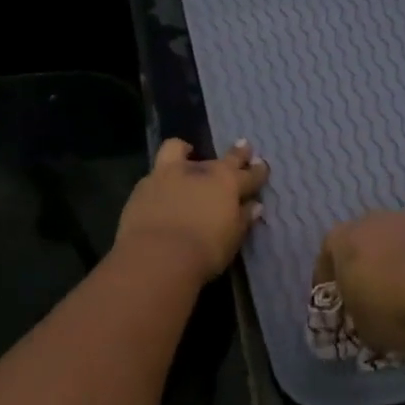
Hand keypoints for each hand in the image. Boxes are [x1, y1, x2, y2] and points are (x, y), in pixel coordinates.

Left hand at [115, 139, 268, 284]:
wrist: (156, 256)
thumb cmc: (204, 251)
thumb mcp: (232, 239)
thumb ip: (242, 219)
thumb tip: (254, 206)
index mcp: (226, 183)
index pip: (249, 174)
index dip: (258, 171)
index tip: (262, 166)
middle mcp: (199, 171)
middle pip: (222, 158)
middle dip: (236, 154)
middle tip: (243, 147)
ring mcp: (167, 175)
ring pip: (177, 149)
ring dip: (185, 151)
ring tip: (187, 152)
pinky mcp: (142, 186)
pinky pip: (156, 173)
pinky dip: (162, 177)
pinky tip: (161, 187)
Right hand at [315, 211, 404, 354]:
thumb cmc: (390, 306)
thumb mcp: (365, 329)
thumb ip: (360, 321)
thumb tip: (368, 322)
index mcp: (339, 240)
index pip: (325, 262)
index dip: (330, 286)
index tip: (338, 307)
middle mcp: (370, 222)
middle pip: (362, 246)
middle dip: (366, 271)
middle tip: (374, 299)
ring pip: (396, 245)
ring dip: (399, 266)